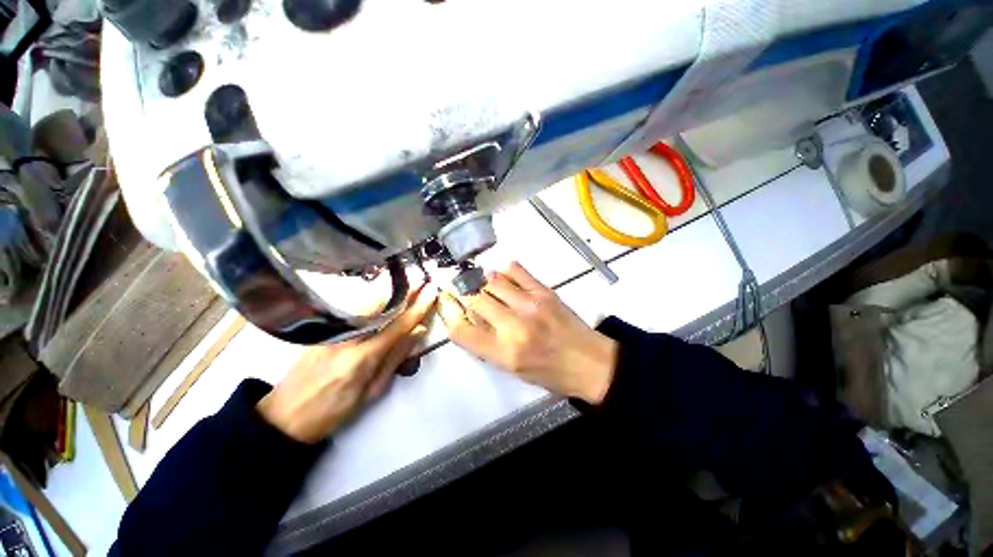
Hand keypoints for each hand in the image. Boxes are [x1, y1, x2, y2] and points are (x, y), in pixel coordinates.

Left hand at [257, 285, 437, 442]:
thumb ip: (396, 358)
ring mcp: (330, 330)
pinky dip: (371, 298)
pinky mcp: (321, 328)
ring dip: (389, 290)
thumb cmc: (333, 410)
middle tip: (422, 280)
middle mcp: (345, 338)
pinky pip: (352, 307)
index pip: (398, 325)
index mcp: (362, 359)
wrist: (285, 415)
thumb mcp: (372, 391)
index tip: (431, 292)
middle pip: (380, 305)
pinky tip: (382, 293)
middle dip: (404, 290)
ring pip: (365, 302)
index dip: (418, 307)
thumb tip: (417, 332)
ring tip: (408, 282)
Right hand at [439, 263, 616, 404]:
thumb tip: (469, 317)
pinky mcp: (544, 291)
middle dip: (465, 295)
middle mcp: (514, 326)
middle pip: (474, 299)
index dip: (449, 314)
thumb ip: (486, 344)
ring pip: (491, 281)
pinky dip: (504, 270)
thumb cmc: (549, 373)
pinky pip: (515, 269)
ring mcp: (530, 304)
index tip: (448, 305)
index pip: (461, 331)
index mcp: (504, 353)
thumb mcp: (512, 369)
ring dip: (483, 282)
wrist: (590, 362)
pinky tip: (504, 278)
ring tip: (486, 287)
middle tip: (466, 294)